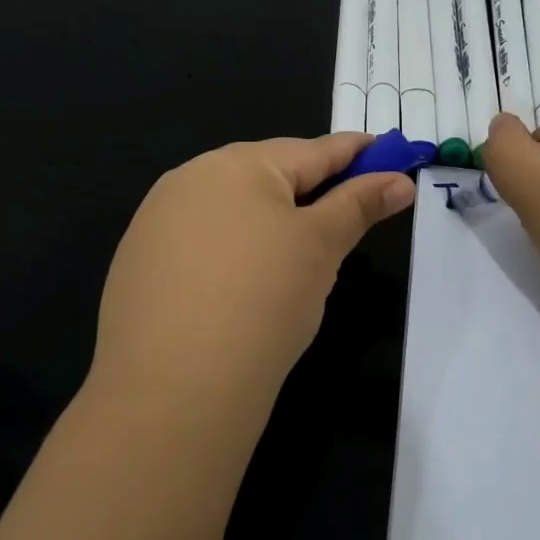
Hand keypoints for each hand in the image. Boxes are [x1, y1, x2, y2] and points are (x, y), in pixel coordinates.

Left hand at [90, 133, 415, 405]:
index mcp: (237, 164)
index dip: (354, 152)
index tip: (386, 152)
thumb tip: (400, 180)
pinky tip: (242, 283)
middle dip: (310, 188)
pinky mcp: (139, 263)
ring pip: (232, 208)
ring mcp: (157, 221)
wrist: (174, 389)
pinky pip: (202, 240)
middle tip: (347, 210)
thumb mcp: (321, 246)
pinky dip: (233, 249)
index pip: (312, 151)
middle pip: (268, 174)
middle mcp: (190, 179)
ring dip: (268, 219)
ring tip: (297, 254)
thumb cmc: (263, 299)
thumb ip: (359, 205)